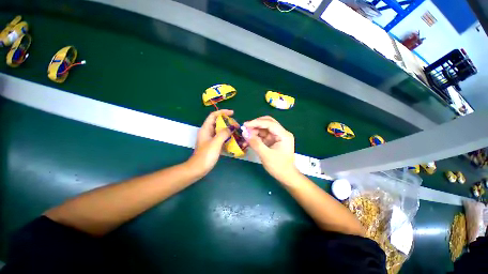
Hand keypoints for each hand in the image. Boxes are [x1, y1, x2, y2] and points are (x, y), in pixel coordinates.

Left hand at [187, 110, 232, 176]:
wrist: (198, 169)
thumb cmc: (205, 155)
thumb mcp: (215, 143)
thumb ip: (224, 133)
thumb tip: (232, 127)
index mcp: (205, 129)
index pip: (213, 115)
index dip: (222, 112)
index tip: (232, 113)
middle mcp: (207, 132)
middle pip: (217, 122)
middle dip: (227, 122)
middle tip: (236, 125)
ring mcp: (210, 139)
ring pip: (220, 130)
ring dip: (228, 129)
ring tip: (237, 131)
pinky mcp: (213, 144)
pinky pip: (221, 137)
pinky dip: (227, 137)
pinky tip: (233, 139)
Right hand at [244, 116, 297, 181]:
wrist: (286, 176)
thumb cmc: (278, 166)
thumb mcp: (265, 155)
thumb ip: (255, 143)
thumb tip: (244, 133)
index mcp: (284, 135)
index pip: (269, 123)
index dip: (256, 122)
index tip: (245, 125)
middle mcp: (281, 133)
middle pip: (267, 123)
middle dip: (255, 125)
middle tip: (245, 129)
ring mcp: (277, 136)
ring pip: (264, 129)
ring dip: (254, 131)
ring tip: (245, 136)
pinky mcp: (273, 141)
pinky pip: (263, 135)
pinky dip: (255, 137)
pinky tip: (249, 140)